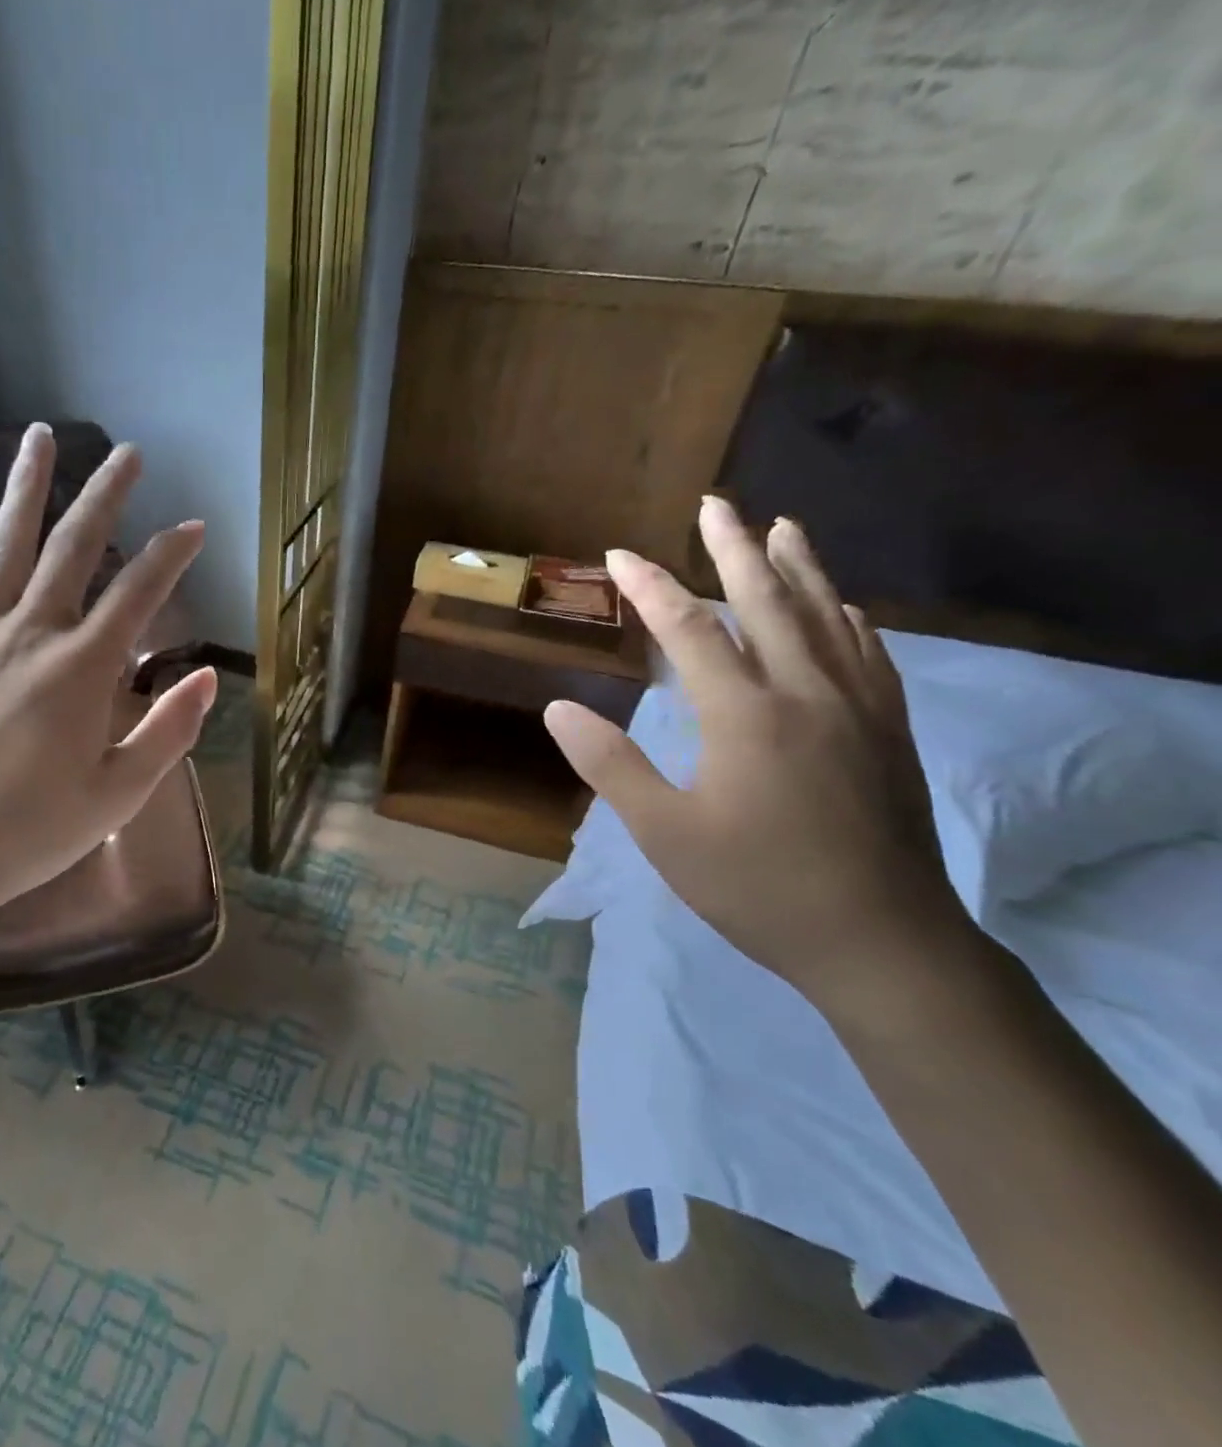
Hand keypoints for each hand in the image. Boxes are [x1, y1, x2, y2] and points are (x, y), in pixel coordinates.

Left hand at [0, 422, 215, 920]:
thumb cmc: (35, 830)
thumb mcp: (120, 792)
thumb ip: (168, 730)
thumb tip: (205, 676)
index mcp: (82, 670)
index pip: (138, 594)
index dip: (171, 555)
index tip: (194, 526)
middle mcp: (31, 636)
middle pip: (72, 549)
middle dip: (105, 496)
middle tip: (127, 453)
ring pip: (6, 548)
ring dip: (27, 490)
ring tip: (40, 438)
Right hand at [544, 495, 972, 1015]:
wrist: (881, 942)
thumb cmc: (757, 887)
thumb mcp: (664, 833)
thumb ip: (610, 764)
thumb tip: (558, 709)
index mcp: (746, 715)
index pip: (690, 630)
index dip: (651, 588)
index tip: (620, 556)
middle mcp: (806, 694)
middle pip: (769, 602)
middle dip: (735, 549)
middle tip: (717, 504)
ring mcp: (857, 710)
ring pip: (827, 618)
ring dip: (800, 567)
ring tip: (781, 527)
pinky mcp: (888, 732)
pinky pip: (868, 655)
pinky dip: (847, 618)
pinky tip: (842, 606)